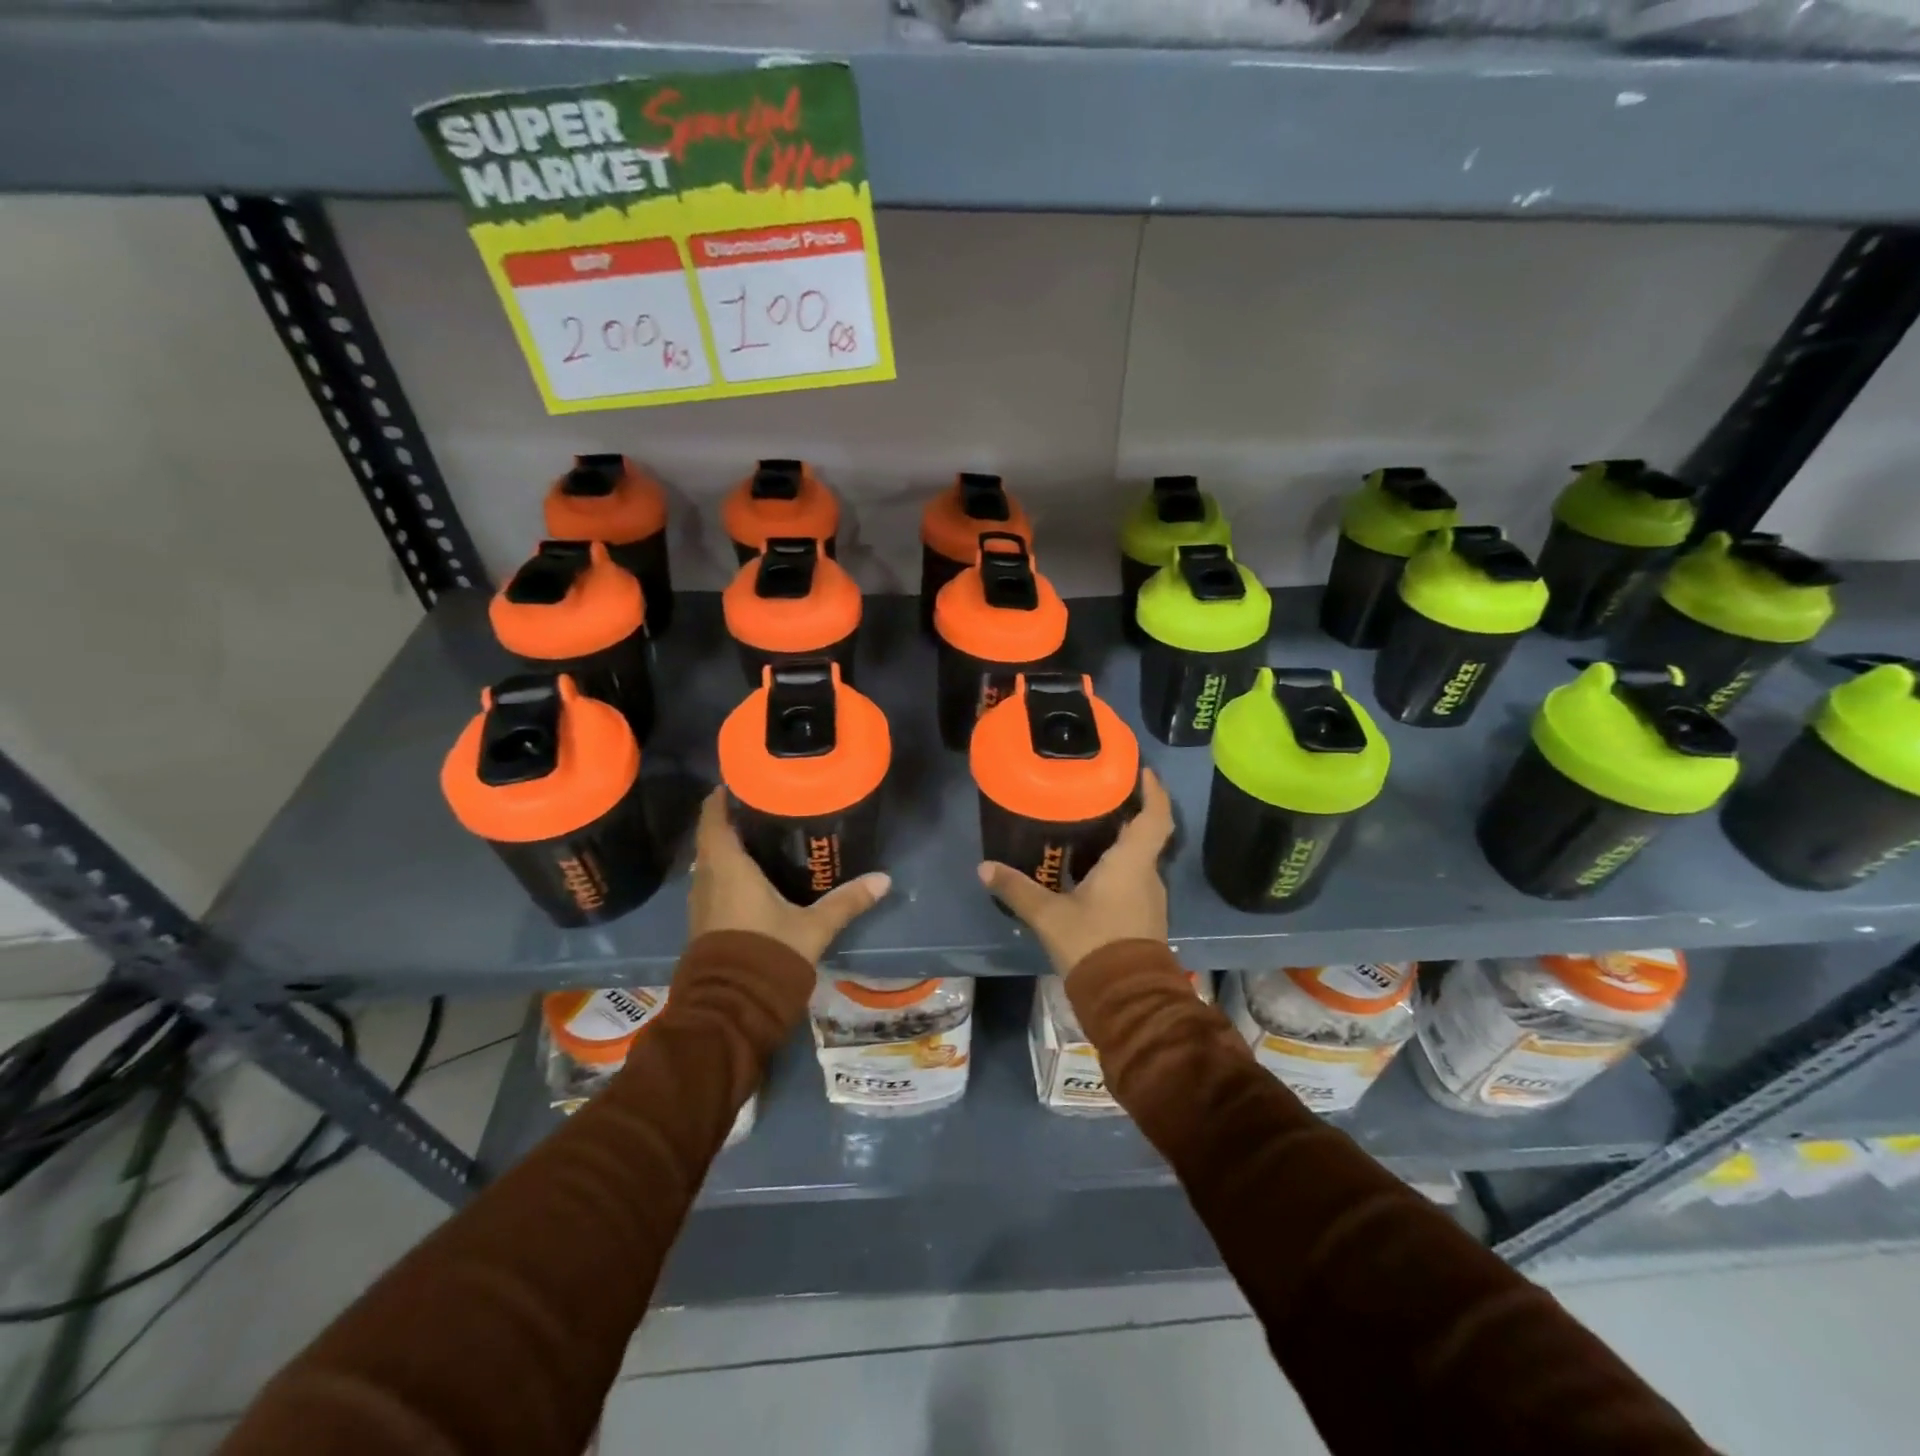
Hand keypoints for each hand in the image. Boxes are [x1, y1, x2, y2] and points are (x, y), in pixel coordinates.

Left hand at [688, 788, 890, 963]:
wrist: (731, 1008)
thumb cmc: (768, 953)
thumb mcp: (814, 926)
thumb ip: (847, 901)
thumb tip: (884, 879)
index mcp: (728, 867)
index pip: (713, 818)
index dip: (722, 797)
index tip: (742, 781)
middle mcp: (707, 878)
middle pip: (711, 837)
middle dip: (731, 820)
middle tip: (764, 806)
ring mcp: (700, 902)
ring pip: (709, 862)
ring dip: (727, 847)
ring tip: (761, 836)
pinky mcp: (703, 923)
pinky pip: (712, 883)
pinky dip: (727, 871)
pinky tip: (752, 876)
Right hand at [978, 768, 1174, 975]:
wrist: (1125, 998)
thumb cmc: (1093, 943)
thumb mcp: (1049, 915)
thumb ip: (1017, 889)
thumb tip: (984, 868)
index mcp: (1131, 863)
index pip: (1155, 816)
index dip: (1153, 791)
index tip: (1142, 770)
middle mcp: (1147, 875)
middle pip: (1145, 835)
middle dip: (1127, 813)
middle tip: (1098, 795)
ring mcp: (1149, 898)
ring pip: (1138, 859)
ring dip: (1121, 842)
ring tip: (1089, 827)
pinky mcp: (1143, 918)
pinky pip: (1133, 880)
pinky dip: (1116, 866)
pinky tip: (1089, 870)